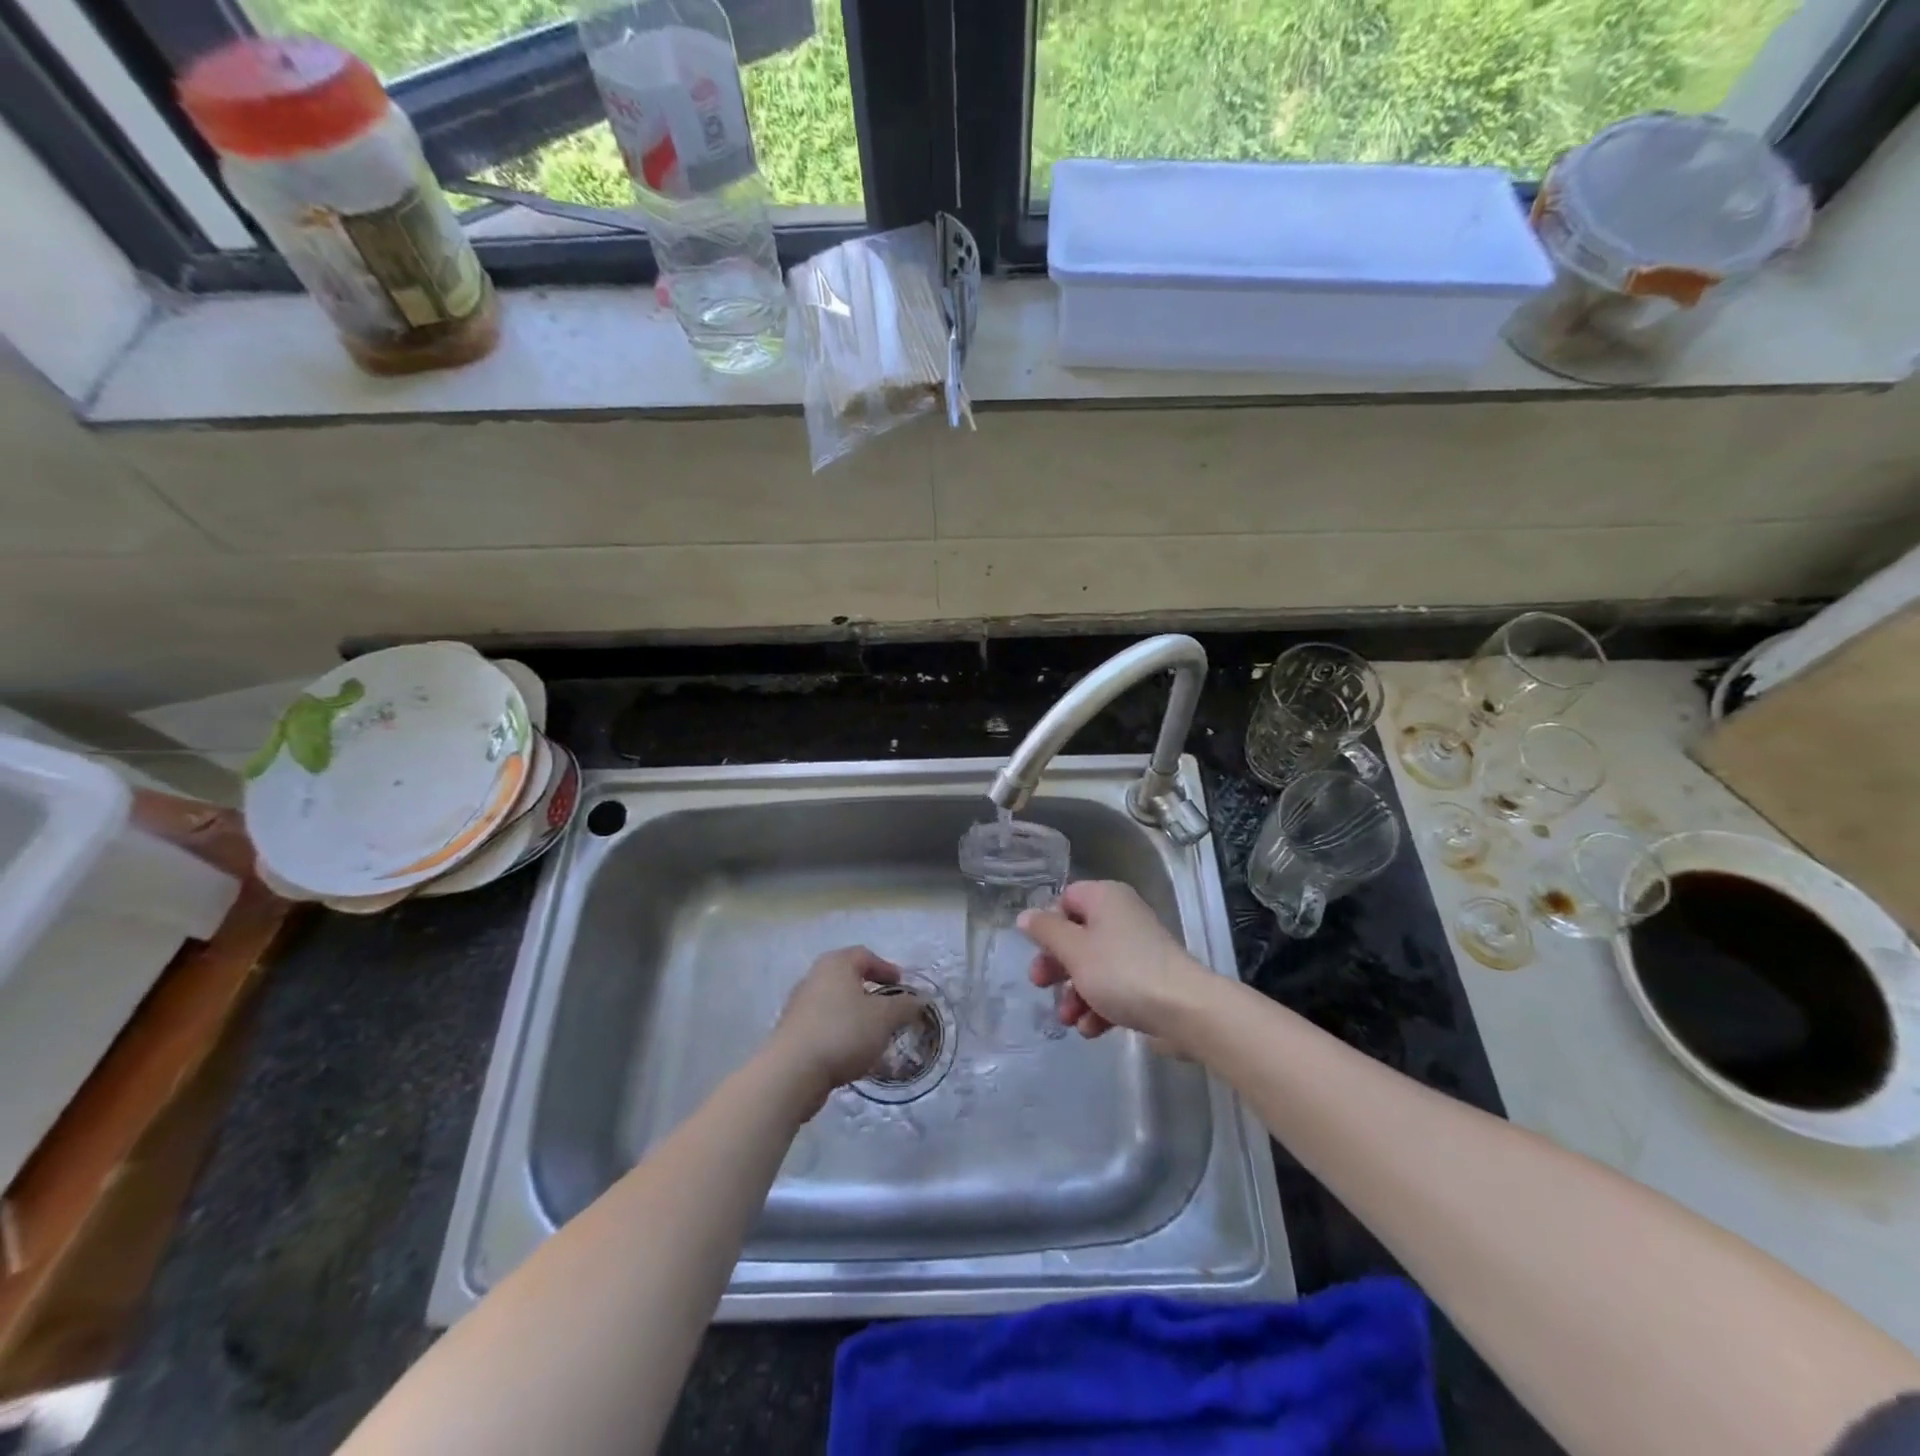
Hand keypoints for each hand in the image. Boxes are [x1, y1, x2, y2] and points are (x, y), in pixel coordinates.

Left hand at [767, 947, 925, 1113]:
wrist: (792, 1073)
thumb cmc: (843, 1032)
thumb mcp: (884, 1017)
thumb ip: (905, 1006)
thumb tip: (920, 999)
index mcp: (835, 964)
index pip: (865, 955)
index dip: (886, 969)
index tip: (901, 987)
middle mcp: (814, 978)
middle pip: (849, 980)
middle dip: (873, 995)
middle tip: (891, 1012)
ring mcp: (800, 1007)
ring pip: (837, 1006)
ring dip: (858, 1019)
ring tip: (876, 1039)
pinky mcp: (793, 1035)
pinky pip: (825, 1028)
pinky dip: (843, 1037)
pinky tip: (855, 1058)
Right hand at [1019, 881, 1211, 1043]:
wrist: (1185, 1010)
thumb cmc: (1121, 972)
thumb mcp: (1074, 950)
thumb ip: (1046, 932)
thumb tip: (1025, 916)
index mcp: (1105, 898)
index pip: (1066, 899)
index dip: (1049, 924)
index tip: (1039, 950)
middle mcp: (1122, 917)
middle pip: (1077, 936)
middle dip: (1057, 966)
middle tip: (1041, 985)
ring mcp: (1137, 950)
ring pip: (1093, 966)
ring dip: (1075, 994)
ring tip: (1068, 1019)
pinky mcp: (1148, 980)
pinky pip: (1114, 987)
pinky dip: (1099, 1005)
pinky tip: (1092, 1029)